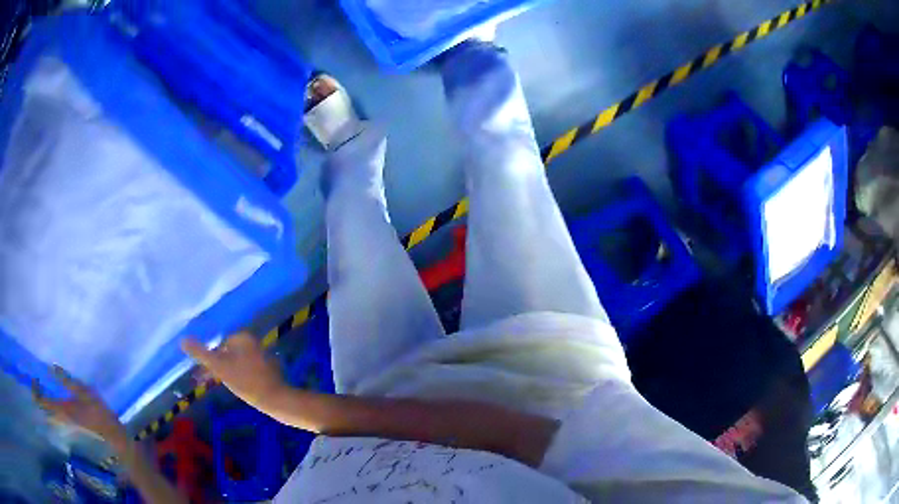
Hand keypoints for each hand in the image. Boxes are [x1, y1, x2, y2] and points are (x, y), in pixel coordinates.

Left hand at [32, 366, 127, 450]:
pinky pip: (56, 422)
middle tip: (38, 386)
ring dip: (46, 407)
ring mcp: (66, 427)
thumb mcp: (84, 392)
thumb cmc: (97, 413)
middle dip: (39, 399)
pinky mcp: (70, 431)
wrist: (112, 439)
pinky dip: (52, 414)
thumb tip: (52, 367)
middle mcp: (60, 419)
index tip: (35, 379)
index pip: (41, 401)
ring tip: (45, 395)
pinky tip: (55, 407)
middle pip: (44, 411)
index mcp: (60, 408)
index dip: (35, 390)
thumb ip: (67, 380)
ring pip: (50, 418)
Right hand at [181, 332, 286, 411]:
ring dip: (226, 372)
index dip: (210, 357)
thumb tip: (182, 340)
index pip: (219, 343)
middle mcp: (254, 342)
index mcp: (243, 337)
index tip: (203, 372)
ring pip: (237, 362)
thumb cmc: (245, 381)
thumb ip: (200, 353)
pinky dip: (239, 377)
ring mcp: (263, 357)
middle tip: (207, 380)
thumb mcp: (219, 366)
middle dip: (217, 365)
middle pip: (228, 352)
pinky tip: (237, 388)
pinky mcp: (269, 371)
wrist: (276, 400)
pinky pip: (248, 371)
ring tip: (219, 385)